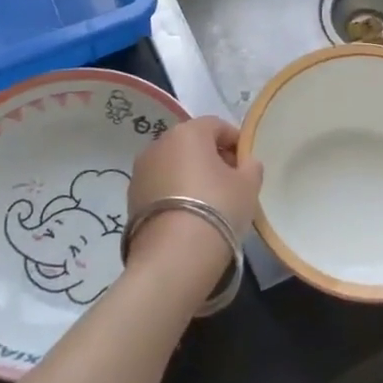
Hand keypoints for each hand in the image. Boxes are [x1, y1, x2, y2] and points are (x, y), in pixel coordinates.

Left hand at [127, 116, 263, 268]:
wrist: (173, 256)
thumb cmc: (218, 208)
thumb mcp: (248, 185)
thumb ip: (251, 166)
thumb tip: (245, 163)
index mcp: (188, 132)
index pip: (217, 126)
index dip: (235, 142)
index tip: (246, 165)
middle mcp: (159, 144)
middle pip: (192, 144)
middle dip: (212, 158)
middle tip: (230, 183)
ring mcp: (140, 171)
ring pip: (173, 165)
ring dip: (190, 176)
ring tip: (208, 204)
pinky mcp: (130, 198)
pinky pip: (160, 187)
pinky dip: (174, 194)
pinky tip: (188, 217)